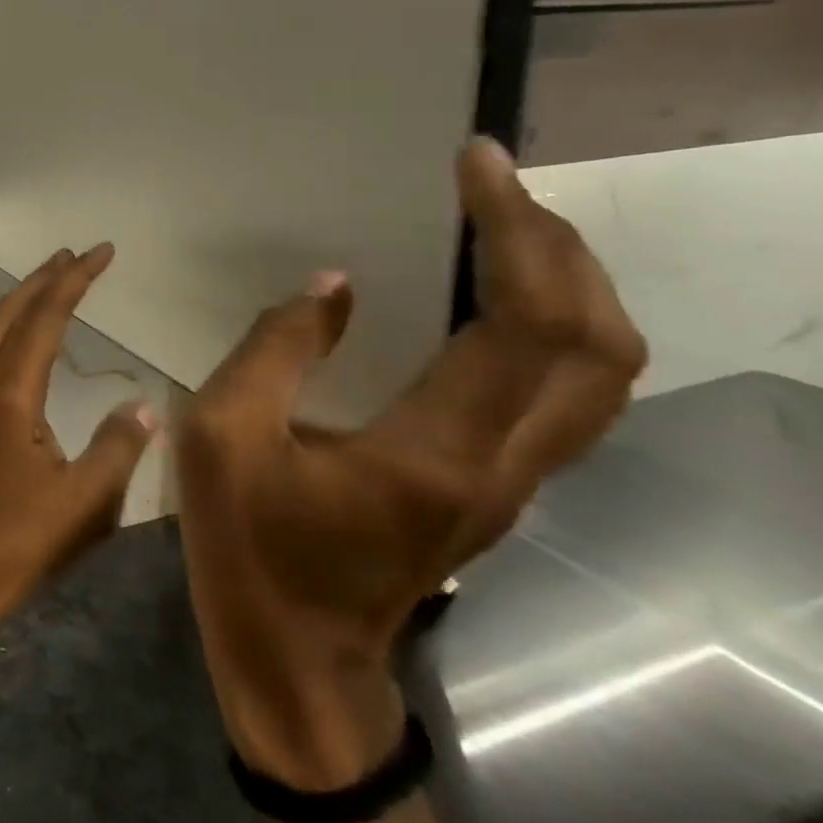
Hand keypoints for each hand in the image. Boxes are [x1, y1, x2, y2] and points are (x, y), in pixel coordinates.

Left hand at [0, 245, 158, 679]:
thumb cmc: (14, 544)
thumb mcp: (84, 502)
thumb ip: (117, 447)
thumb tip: (147, 404)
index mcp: (10, 391)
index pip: (45, 316)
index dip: (75, 279)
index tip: (102, 251)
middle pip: (11, 311)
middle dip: (45, 277)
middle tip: (77, 254)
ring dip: (22, 298)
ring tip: (52, 281)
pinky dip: (8, 327)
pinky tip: (20, 340)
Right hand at [175, 139, 646, 786]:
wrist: (299, 660)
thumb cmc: (250, 549)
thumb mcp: (221, 437)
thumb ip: (274, 351)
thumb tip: (333, 285)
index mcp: (435, 451)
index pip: (526, 324)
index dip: (517, 231)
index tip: (476, 162)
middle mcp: (503, 466)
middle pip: (597, 346)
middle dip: (559, 246)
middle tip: (493, 185)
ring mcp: (513, 484)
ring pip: (601, 376)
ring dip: (571, 286)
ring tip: (505, 225)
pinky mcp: (499, 489)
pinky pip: (566, 396)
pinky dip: (555, 327)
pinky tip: (499, 297)